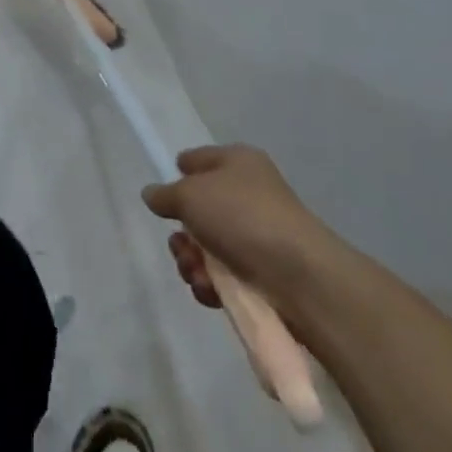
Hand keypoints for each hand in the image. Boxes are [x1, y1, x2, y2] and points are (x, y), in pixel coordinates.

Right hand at [142, 145, 340, 322]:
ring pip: (207, 248)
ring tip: (198, 274)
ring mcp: (256, 236)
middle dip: (182, 235)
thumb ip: (165, 194)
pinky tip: (213, 291)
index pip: (198, 160)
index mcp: (238, 163)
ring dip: (193, 263)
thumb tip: (153, 194)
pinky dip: (212, 285)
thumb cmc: (241, 216)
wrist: (299, 276)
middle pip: (198, 211)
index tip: (165, 198)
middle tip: (181, 247)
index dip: (179, 174)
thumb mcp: (190, 194)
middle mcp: (248, 195)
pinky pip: (223, 276)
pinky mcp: (262, 275)